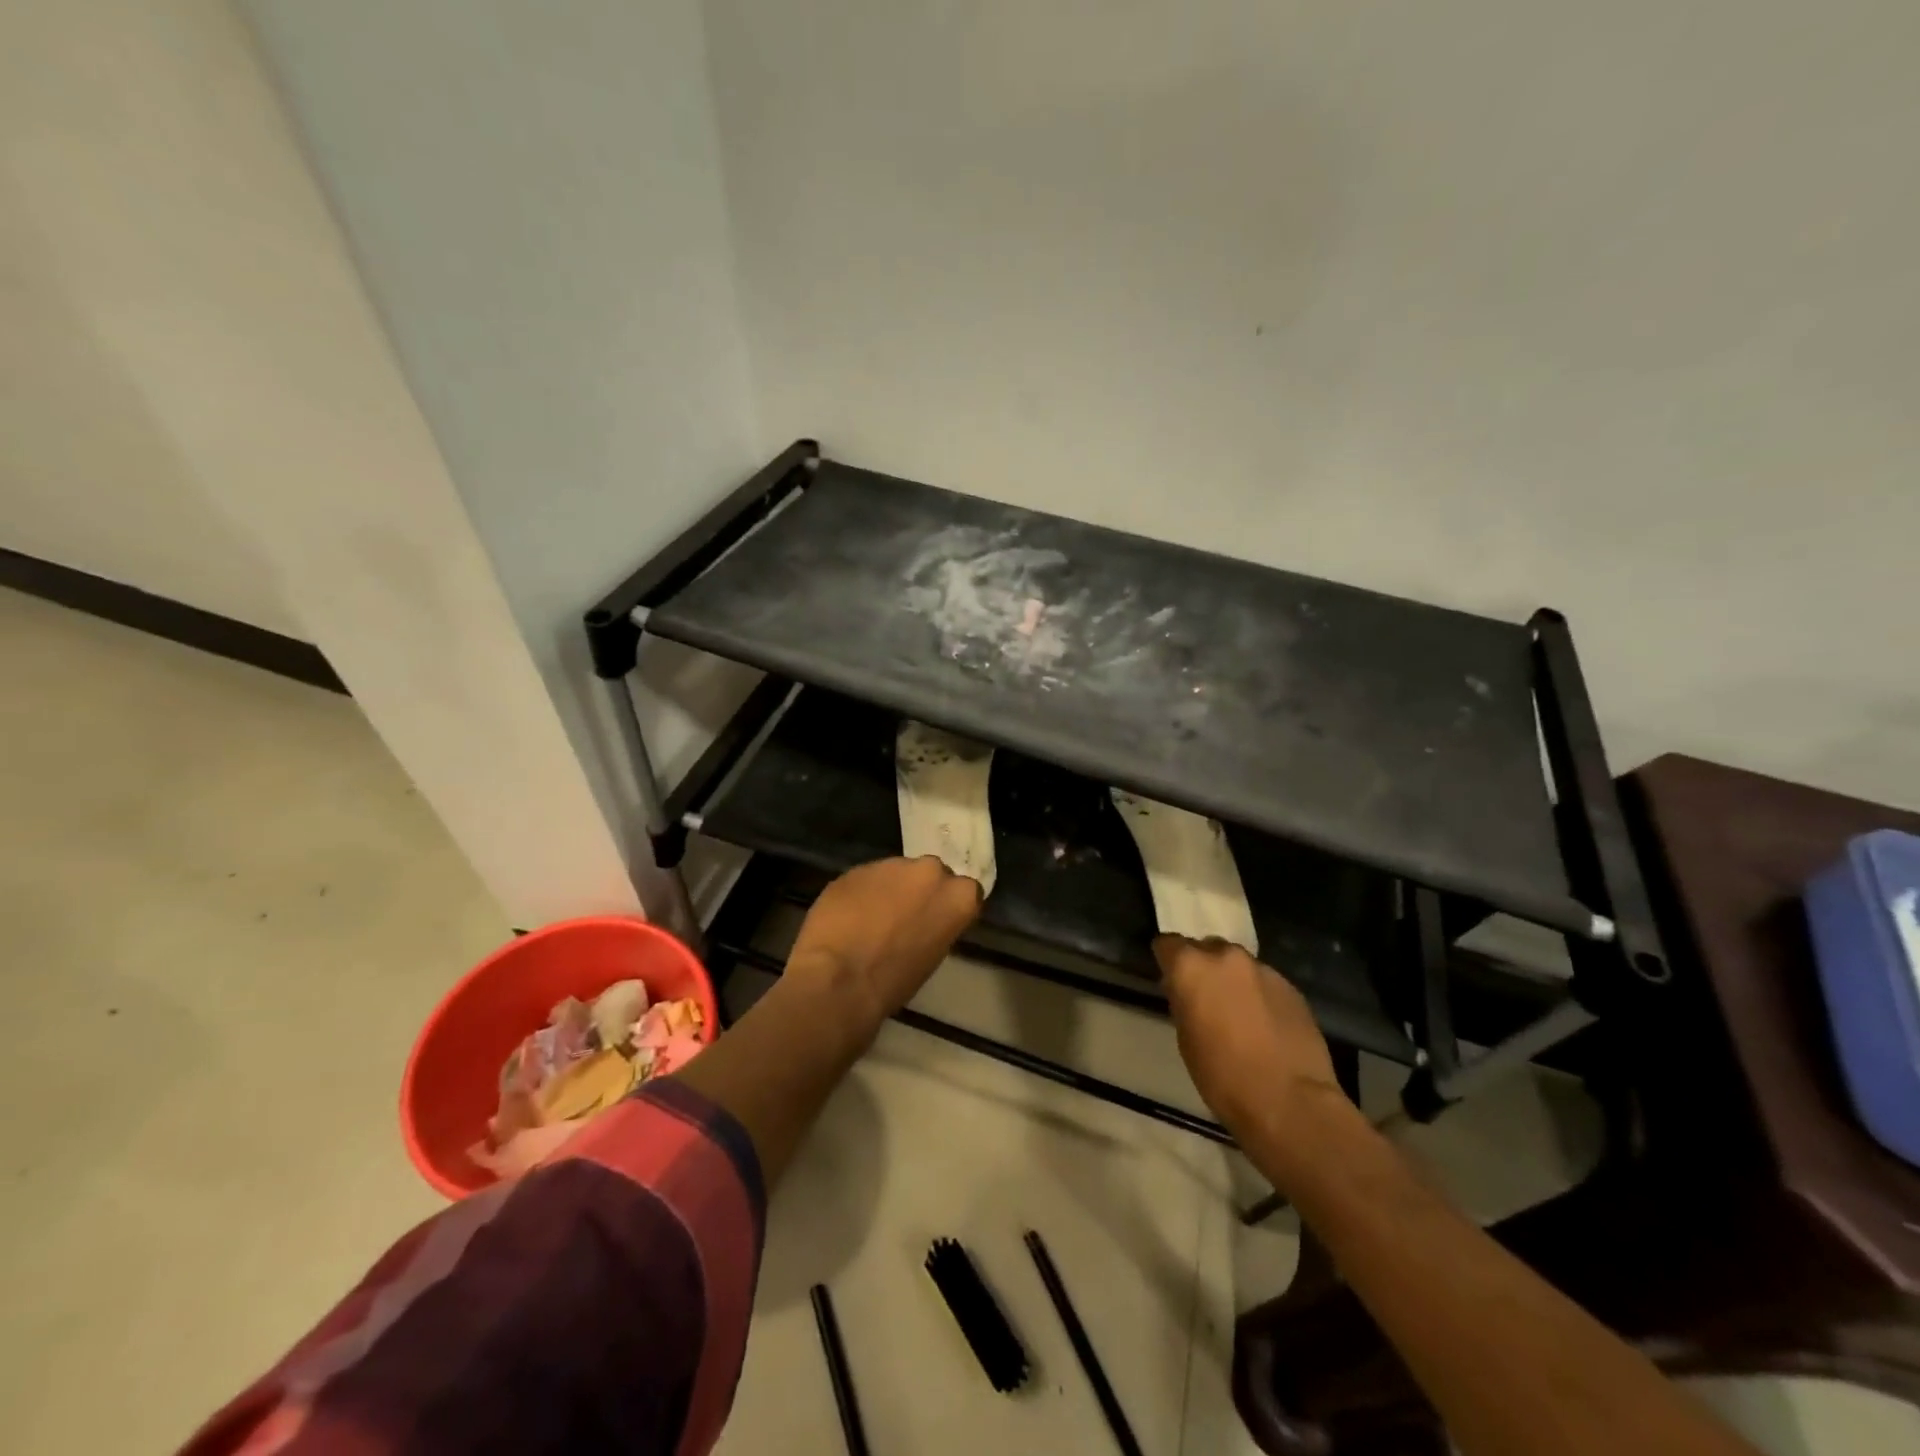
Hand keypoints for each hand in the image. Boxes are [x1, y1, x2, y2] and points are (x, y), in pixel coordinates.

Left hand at [786, 857, 982, 1030]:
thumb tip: (924, 921)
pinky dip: (862, 892)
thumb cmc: (894, 981)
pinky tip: (848, 916)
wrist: (840, 979)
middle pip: (931, 874)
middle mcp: (930, 871)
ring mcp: (892, 864)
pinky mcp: (857, 867)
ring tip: (871, 917)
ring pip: (896, 872)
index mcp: (959, 896)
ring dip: (890, 889)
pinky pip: (867, 878)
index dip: (948, 905)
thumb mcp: (932, 957)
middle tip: (905, 916)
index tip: (937, 920)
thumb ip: (936, 926)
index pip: (965, 892)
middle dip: (920, 890)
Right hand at [1154, 935, 1341, 1139]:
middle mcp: (1226, 957)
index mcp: (1191, 967)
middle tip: (1206, 999)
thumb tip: (1187, 992)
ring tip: (1240, 1015)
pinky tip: (1266, 1026)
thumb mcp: (1186, 1039)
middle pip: (1207, 949)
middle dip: (1204, 968)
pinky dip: (1260, 996)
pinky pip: (1265, 982)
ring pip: (1239, 965)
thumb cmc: (1223, 1076)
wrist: (1289, 1101)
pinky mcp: (1291, 987)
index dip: (1168, 962)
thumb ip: (1183, 1002)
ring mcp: (1263, 969)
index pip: (1168, 944)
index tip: (1172, 982)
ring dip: (1234, 981)